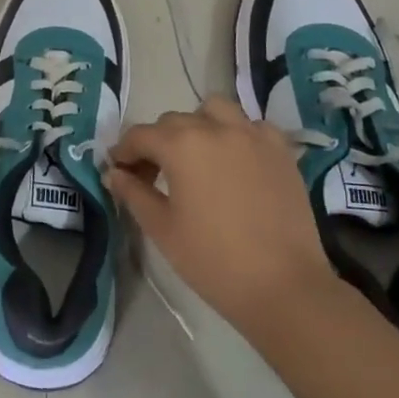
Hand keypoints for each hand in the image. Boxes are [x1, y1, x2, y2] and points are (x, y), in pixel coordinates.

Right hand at [106, 96, 336, 337]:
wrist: (284, 287)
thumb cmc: (213, 260)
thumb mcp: (162, 229)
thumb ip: (133, 193)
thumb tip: (114, 173)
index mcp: (181, 145)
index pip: (140, 135)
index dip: (124, 152)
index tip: (119, 171)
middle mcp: (215, 128)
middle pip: (174, 121)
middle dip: (157, 142)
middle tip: (153, 175)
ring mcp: (252, 135)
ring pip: (215, 110)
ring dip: (198, 125)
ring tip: (197, 157)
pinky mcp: (280, 150)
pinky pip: (251, 126)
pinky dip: (237, 134)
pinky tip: (235, 161)